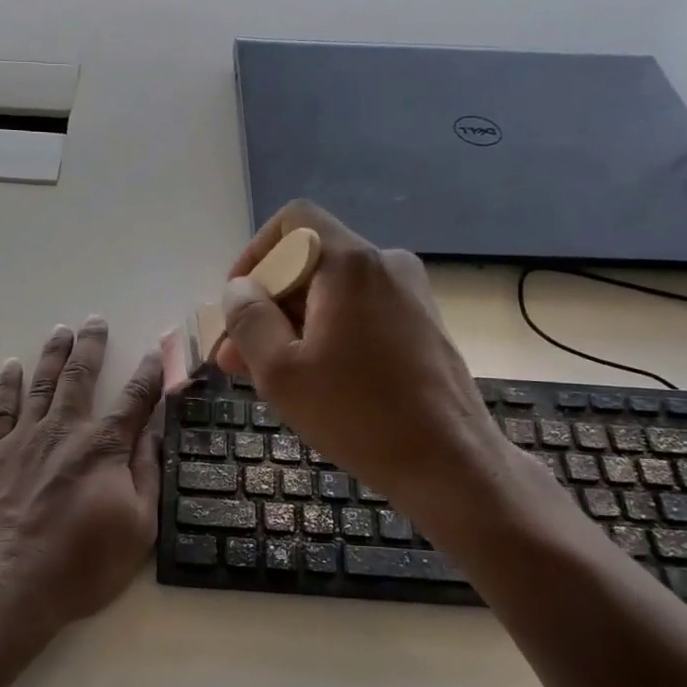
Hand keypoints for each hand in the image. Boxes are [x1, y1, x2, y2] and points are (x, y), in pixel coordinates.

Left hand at [0, 318, 164, 643]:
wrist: (3, 590)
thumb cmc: (79, 567)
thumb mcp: (137, 529)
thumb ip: (147, 474)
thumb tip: (157, 432)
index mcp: (103, 448)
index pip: (134, 400)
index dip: (150, 374)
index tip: (157, 351)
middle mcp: (63, 431)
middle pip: (80, 377)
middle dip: (92, 347)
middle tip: (95, 321)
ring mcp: (22, 439)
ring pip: (41, 384)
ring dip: (53, 354)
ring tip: (61, 331)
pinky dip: (6, 384)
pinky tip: (10, 366)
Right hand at [214, 202, 518, 517]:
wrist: (450, 463)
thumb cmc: (358, 415)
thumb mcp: (281, 371)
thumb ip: (249, 320)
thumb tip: (239, 290)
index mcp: (351, 264)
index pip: (293, 222)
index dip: (254, 255)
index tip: (237, 304)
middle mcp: (385, 265)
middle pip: (310, 262)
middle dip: (266, 305)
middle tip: (235, 357)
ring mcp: (410, 294)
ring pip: (332, 293)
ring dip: (292, 325)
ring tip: (265, 375)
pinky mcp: (421, 324)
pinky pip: (359, 313)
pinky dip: (327, 334)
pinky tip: (311, 379)